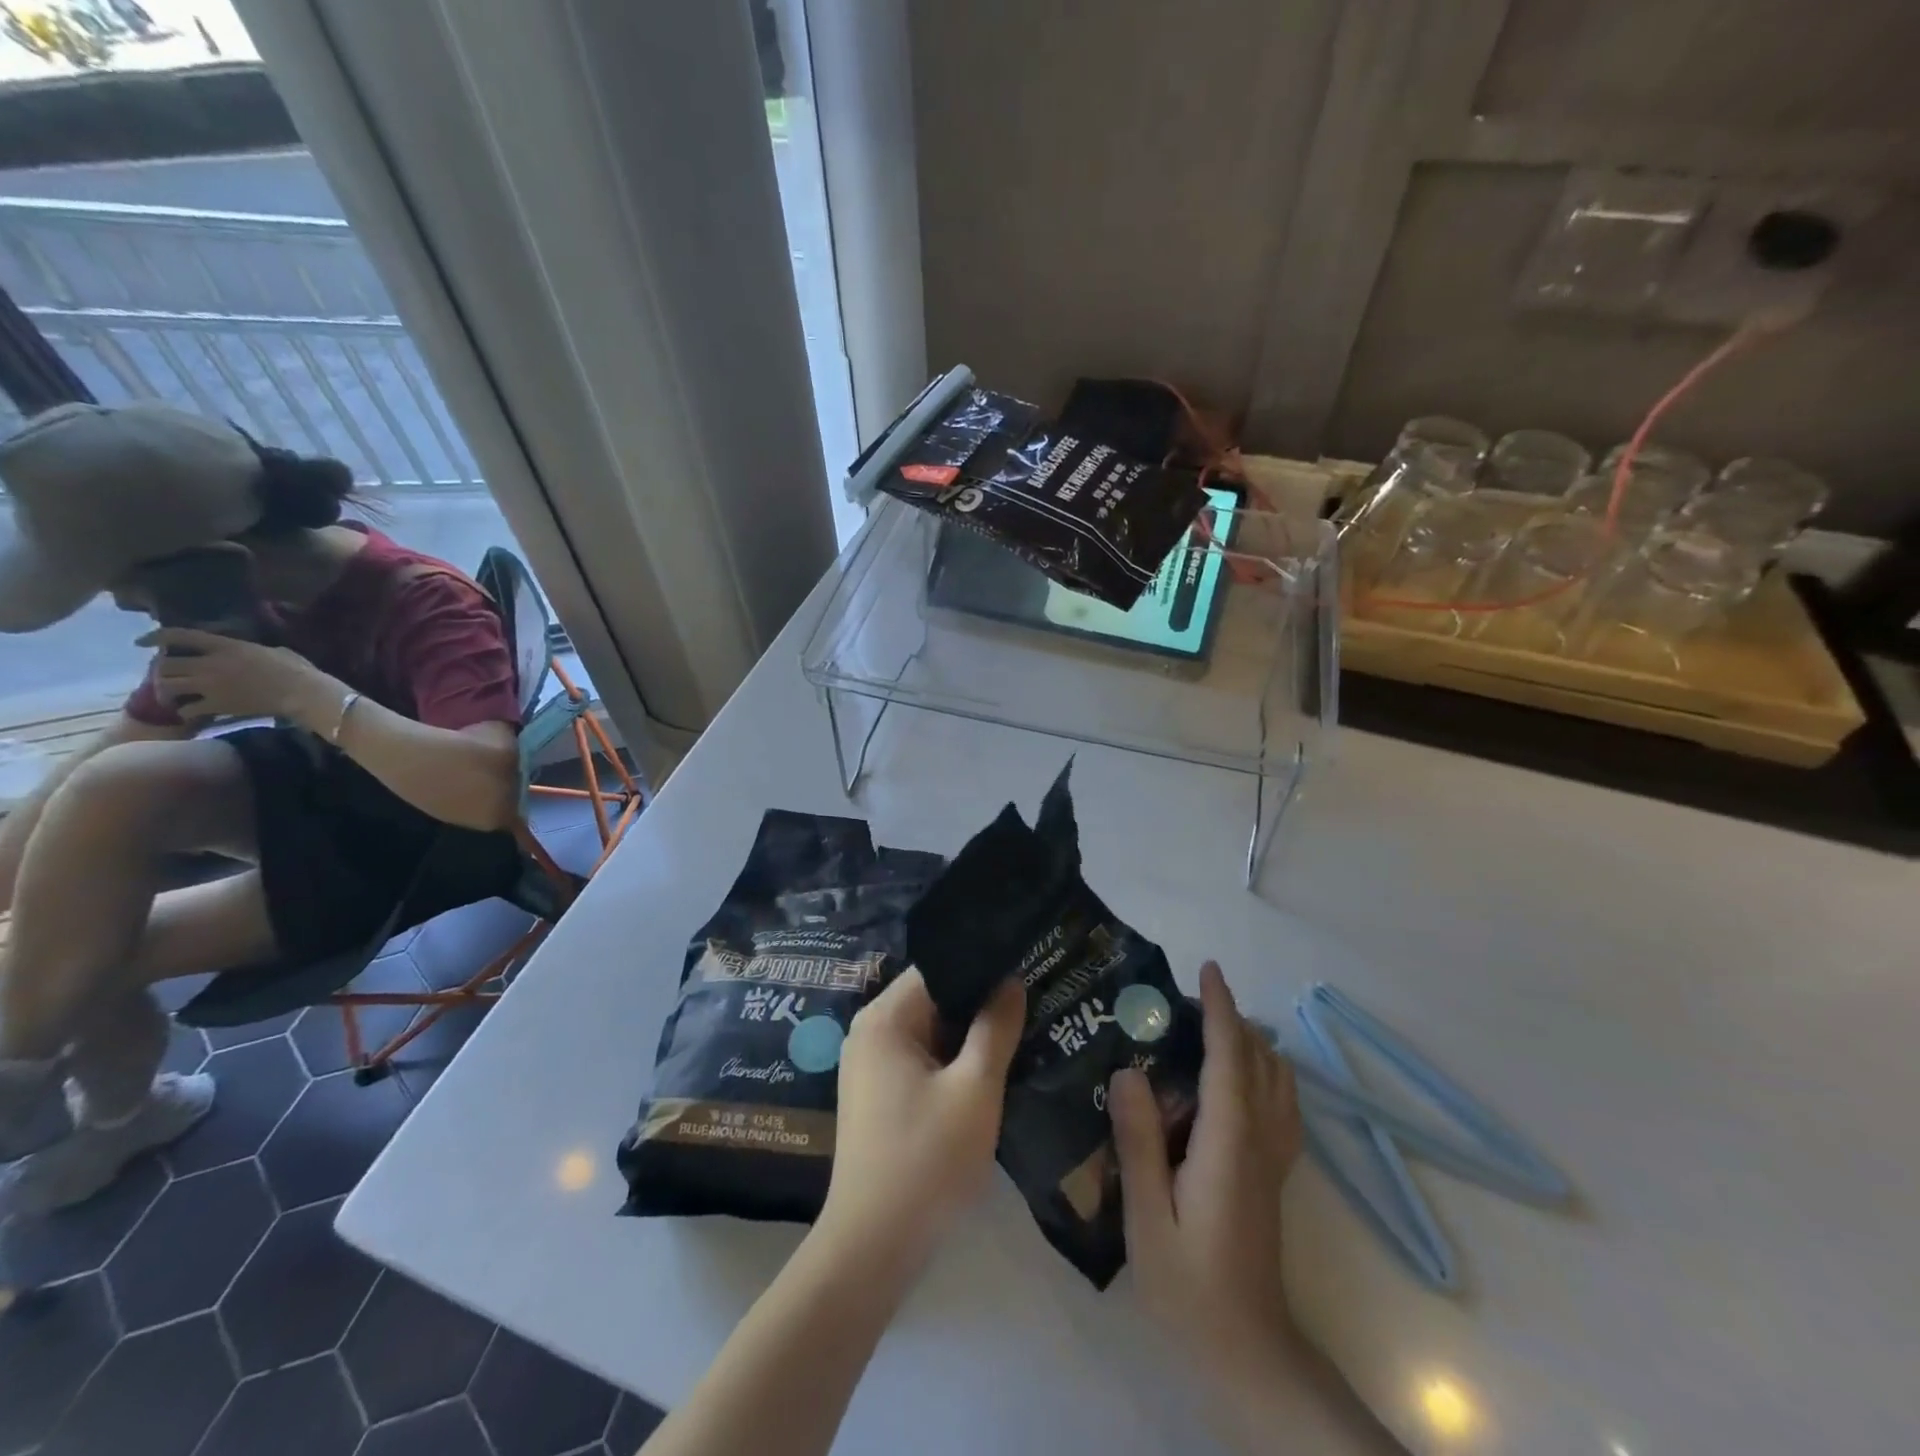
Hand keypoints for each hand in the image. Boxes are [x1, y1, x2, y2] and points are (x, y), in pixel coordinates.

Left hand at [139, 628, 340, 724]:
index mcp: (226, 647)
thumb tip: (248, 653)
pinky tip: (192, 713)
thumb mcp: (276, 652)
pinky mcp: (217, 705)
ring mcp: (211, 686)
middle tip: (168, 676)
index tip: (142, 642)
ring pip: (167, 686)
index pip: (179, 636)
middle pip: (165, 664)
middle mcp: (210, 664)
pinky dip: (185, 711)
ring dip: (167, 691)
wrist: (305, 694)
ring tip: (174, 696)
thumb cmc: (299, 670)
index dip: (155, 636)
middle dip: (161, 671)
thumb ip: (253, 651)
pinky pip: (187, 709)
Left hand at [819, 968, 1023, 1272]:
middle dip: (979, 1002)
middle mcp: (870, 1031)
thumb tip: (1010, 980)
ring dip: (968, 1035)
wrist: (874, 1248)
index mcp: (884, 1018)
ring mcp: (870, 1065)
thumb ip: (995, 1028)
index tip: (1024, 968)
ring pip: (930, 1031)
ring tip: (1020, 1030)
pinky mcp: (877, 1095)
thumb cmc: (927, 1160)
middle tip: (1031, 1001)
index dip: (982, 966)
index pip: (938, 968)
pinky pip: (920, 1059)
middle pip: (933, 998)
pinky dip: (952, 1061)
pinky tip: (989, 1069)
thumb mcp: (975, 1089)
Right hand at [1111, 961, 1301, 1378]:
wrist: (1249, 1352)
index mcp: (1229, 1144)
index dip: (1220, 1010)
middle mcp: (1260, 1141)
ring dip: (1251, 1042)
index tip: (1207, 969)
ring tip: (1209, 1028)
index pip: (1230, 1059)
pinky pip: (1281, 1104)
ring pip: (1278, 1081)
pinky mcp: (1274, 1175)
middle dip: (1232, 1018)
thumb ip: (1139, 1142)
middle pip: (1259, 1061)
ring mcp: (1274, 1159)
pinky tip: (1236, 1079)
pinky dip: (1264, 1071)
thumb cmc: (1190, 1286)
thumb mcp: (1148, 1218)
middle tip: (1186, 998)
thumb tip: (1128, 1070)